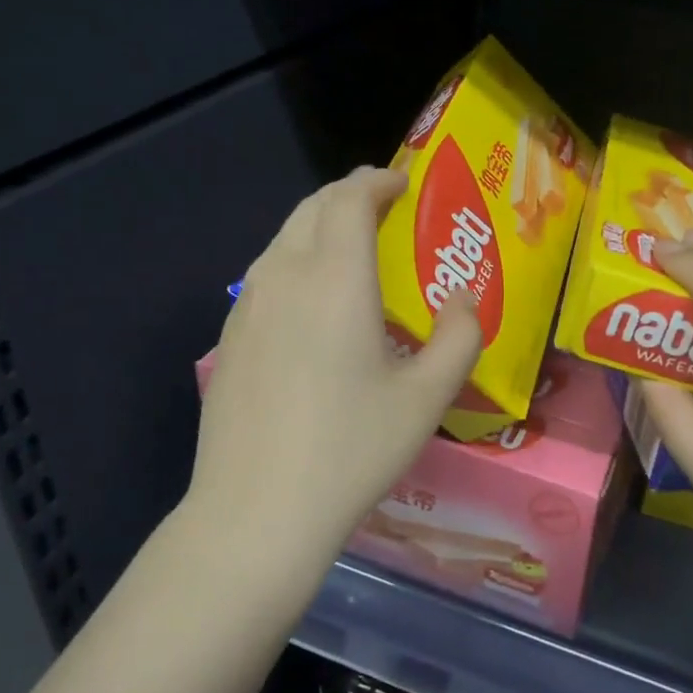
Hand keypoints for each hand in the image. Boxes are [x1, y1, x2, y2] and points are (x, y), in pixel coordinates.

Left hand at [189, 167, 482, 551]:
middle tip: (383, 208)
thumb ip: (460, 337)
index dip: (377, 180)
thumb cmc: (352, 450)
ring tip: (351, 248)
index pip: (350, 199)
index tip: (403, 182)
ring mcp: (248, 306)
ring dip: (319, 226)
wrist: (256, 512)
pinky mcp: (229, 337)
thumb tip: (463, 299)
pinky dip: (295, 260)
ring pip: (283, 238)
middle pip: (312, 208)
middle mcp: (284, 276)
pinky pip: (266, 274)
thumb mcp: (427, 398)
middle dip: (349, 195)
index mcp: (335, 279)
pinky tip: (312, 301)